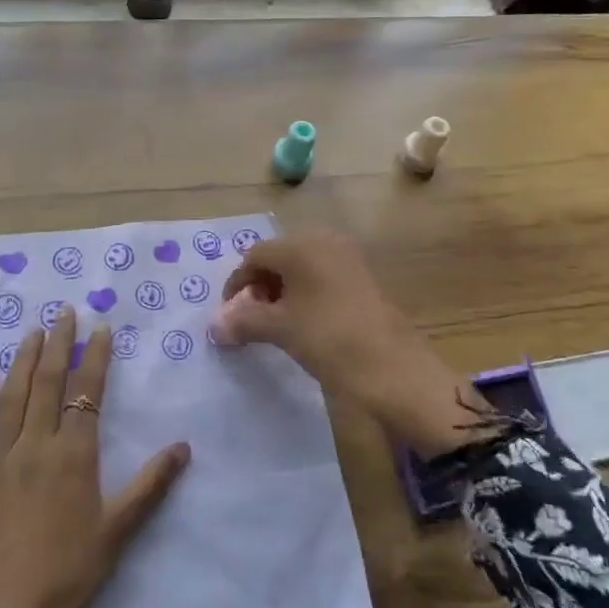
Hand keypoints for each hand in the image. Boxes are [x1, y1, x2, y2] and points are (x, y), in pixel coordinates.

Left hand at [0, 309, 190, 607]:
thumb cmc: (68, 576)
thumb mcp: (117, 531)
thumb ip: (151, 485)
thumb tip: (184, 447)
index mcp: (74, 457)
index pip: (86, 393)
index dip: (94, 358)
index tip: (99, 328)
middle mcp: (35, 447)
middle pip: (46, 384)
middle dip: (57, 344)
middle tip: (63, 313)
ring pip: (11, 397)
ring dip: (22, 360)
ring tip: (32, 331)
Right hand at [217, 229, 485, 457]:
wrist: (393, 367)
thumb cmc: (328, 338)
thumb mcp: (280, 329)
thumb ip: (243, 321)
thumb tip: (215, 327)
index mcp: (301, 245)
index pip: (255, 256)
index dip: (237, 284)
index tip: (230, 315)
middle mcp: (324, 241)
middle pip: (278, 258)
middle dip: (260, 286)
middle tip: (252, 319)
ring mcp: (347, 257)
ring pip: (301, 268)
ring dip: (283, 291)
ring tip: (277, 324)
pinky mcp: (363, 277)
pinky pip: (322, 276)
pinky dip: (306, 294)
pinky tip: (305, 323)